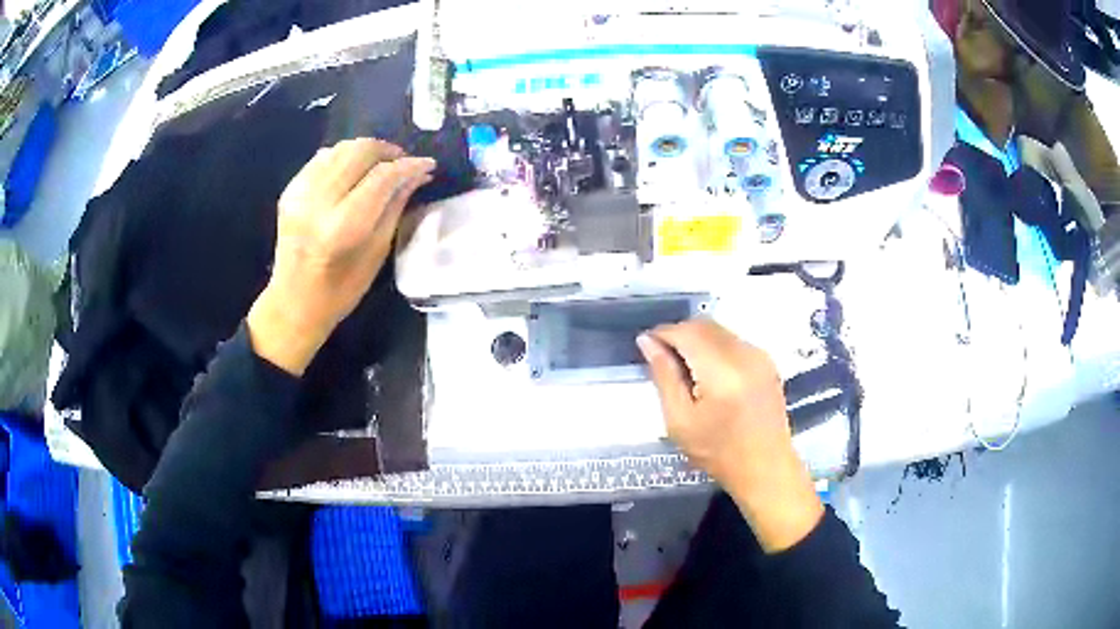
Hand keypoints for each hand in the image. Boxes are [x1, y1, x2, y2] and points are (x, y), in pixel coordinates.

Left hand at [248, 139, 435, 374]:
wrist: (293, 302)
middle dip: (389, 151)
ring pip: (342, 148)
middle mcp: (318, 201)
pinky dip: (344, 156)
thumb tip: (419, 174)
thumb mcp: (377, 252)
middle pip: (360, 152)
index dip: (409, 165)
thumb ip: (396, 206)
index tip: (428, 164)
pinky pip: (323, 157)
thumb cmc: (341, 290)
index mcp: (342, 226)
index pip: (382, 177)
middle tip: (405, 162)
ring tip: (382, 163)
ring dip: (367, 150)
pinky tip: (354, 170)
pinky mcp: (291, 189)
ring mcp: (300, 192)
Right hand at [638, 319, 822, 552]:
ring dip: (697, 339)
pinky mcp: (767, 361)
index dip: (662, 334)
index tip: (646, 346)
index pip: (685, 332)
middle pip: (703, 325)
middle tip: (662, 358)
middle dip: (679, 334)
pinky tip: (709, 374)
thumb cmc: (718, 452)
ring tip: (684, 369)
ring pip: (719, 330)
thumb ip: (664, 376)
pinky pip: (733, 340)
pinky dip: (715, 347)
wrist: (765, 467)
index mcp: (721, 371)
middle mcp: (744, 354)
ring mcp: (759, 355)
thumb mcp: (680, 421)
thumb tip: (647, 342)